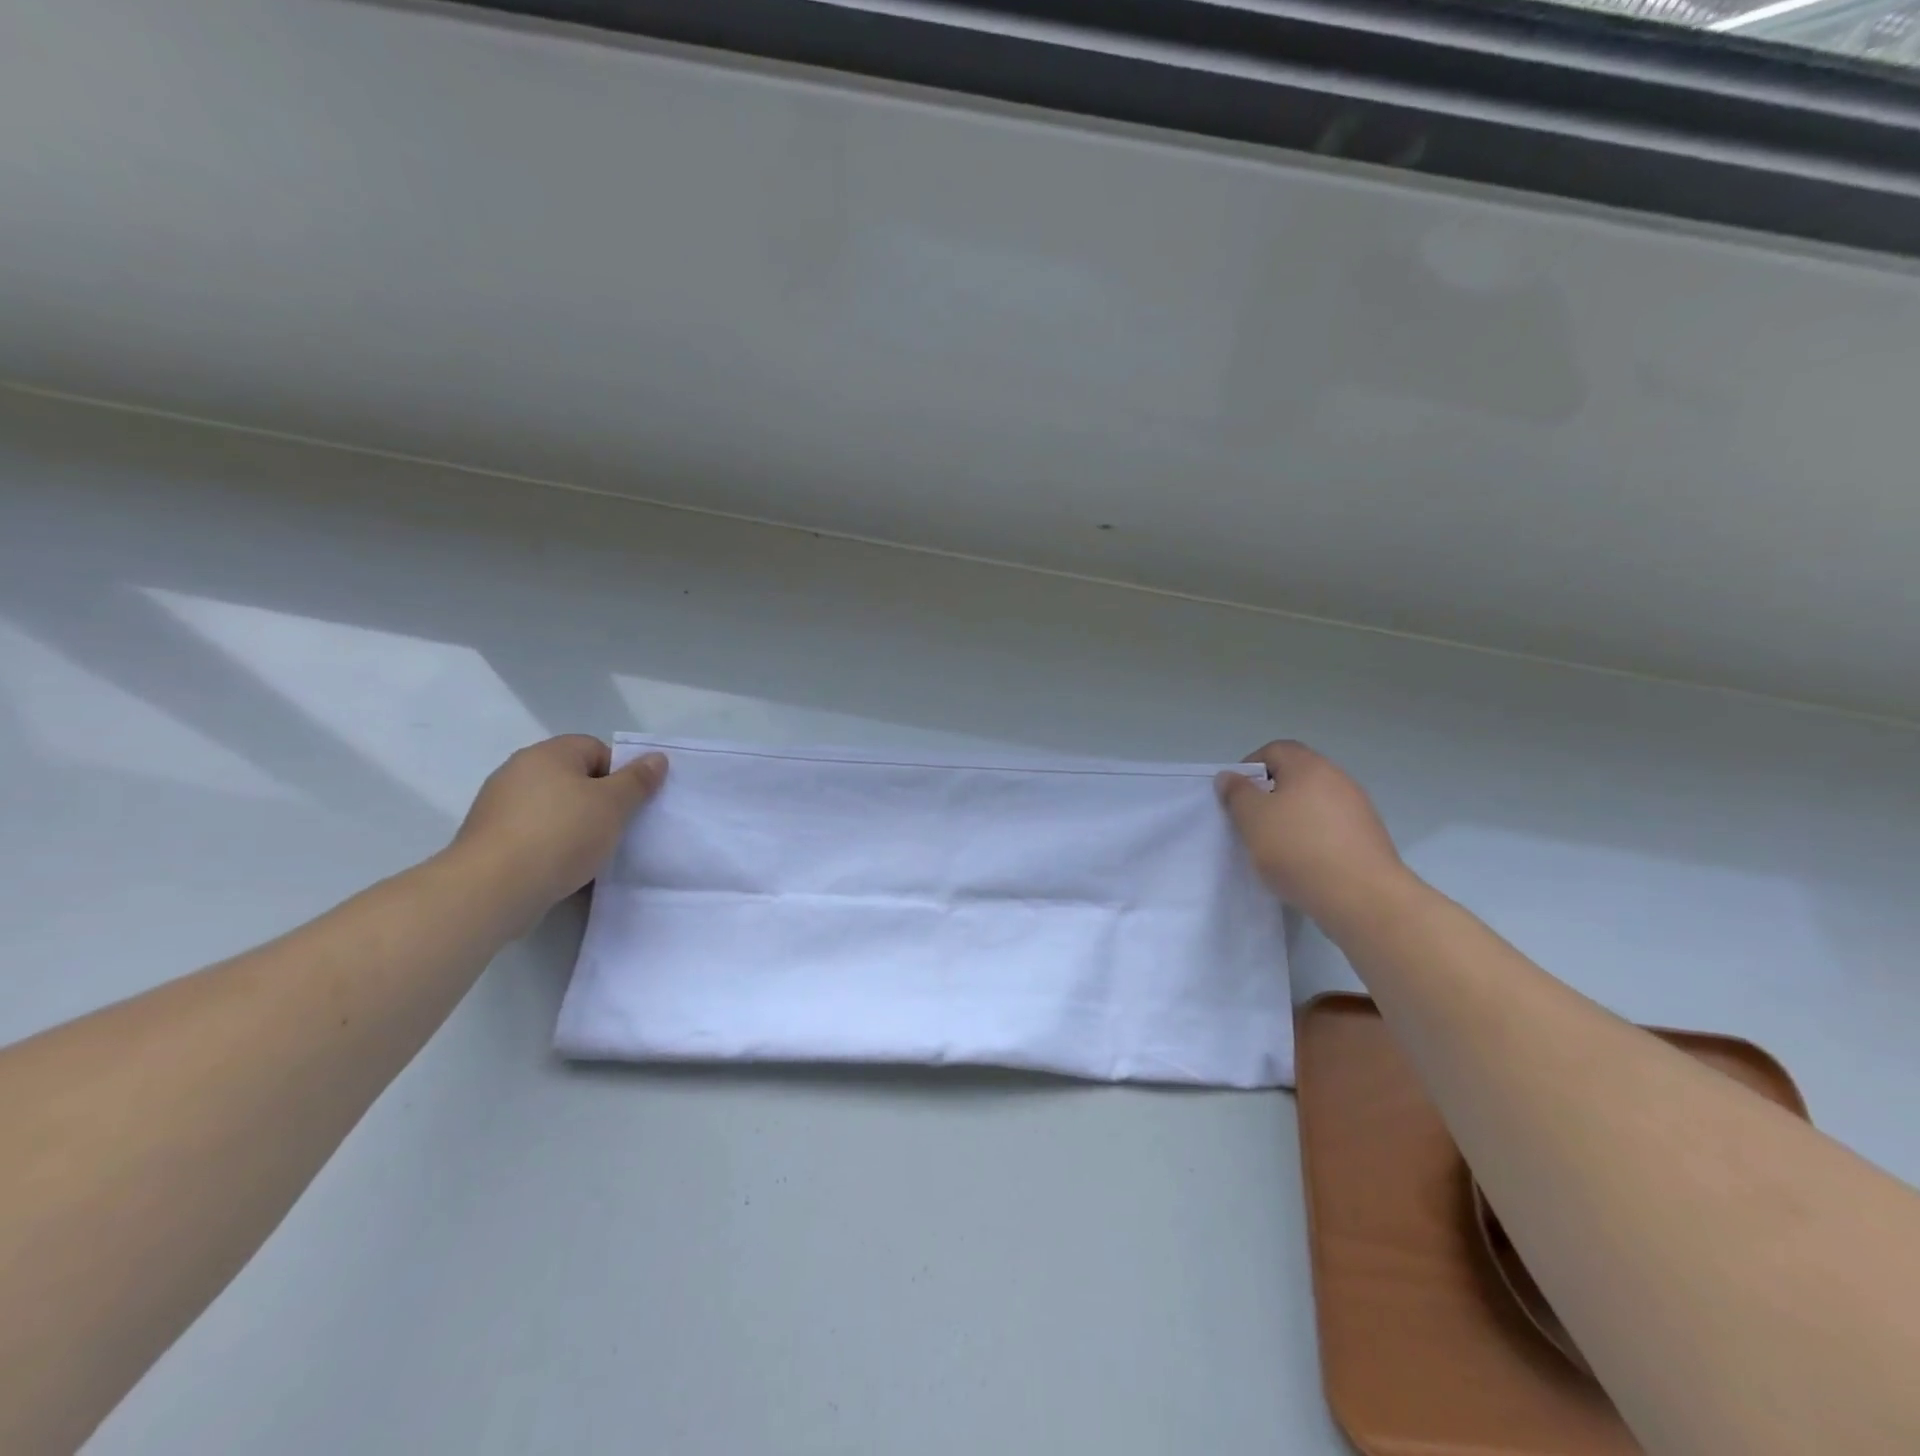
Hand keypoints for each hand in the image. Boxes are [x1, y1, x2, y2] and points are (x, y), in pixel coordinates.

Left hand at [449, 736, 666, 921]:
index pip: (596, 749)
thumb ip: (638, 780)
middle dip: (599, 802)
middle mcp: (519, 771)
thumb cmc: (561, 835)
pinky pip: (534, 835)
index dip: (619, 774)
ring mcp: (499, 806)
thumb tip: (656, 757)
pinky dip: (552, 847)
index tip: (628, 805)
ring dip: (576, 827)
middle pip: (574, 779)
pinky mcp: (490, 839)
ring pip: (555, 809)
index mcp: (548, 754)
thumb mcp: (613, 805)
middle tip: (616, 829)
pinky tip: (564, 868)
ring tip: (592, 854)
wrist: (492, 889)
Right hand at [1216, 740, 1407, 932]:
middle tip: (1252, 822)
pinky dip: (1313, 839)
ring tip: (1276, 848)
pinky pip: (1331, 828)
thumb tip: (1230, 776)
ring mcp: (1358, 809)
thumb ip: (1237, 793)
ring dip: (1292, 819)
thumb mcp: (1252, 818)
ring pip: (1314, 804)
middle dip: (1270, 795)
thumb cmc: (1298, 848)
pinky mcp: (1369, 838)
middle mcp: (1338, 779)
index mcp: (1309, 767)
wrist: (1363, 897)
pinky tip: (1303, 864)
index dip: (1250, 767)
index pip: (1275, 750)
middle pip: (1296, 776)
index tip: (1237, 796)